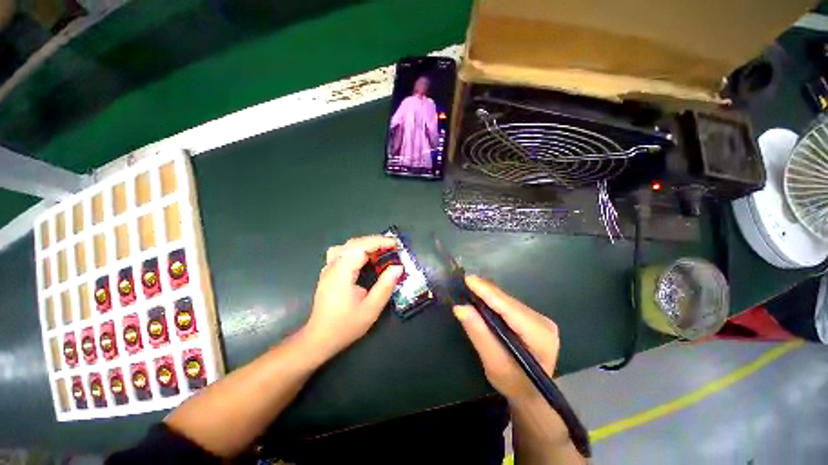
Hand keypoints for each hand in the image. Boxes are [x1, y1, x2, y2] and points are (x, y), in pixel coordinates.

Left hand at [303, 236, 402, 360]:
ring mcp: (328, 268)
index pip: (360, 247)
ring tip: (380, 252)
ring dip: (365, 245)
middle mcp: (333, 266)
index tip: (395, 245)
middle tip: (392, 248)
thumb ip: (385, 286)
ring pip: (347, 246)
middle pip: (354, 243)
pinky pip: (343, 253)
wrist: (319, 338)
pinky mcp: (328, 272)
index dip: (379, 242)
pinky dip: (357, 251)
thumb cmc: (345, 325)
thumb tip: (398, 267)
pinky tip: (364, 260)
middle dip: (375, 242)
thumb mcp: (371, 309)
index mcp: (342, 273)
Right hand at [453, 276, 559, 400]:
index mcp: (539, 336)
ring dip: (489, 295)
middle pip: (508, 302)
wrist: (532, 395)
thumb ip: (479, 334)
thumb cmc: (513, 384)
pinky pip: (510, 305)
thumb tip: (461, 307)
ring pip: (509, 301)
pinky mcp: (534, 319)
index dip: (488, 292)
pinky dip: (495, 301)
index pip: (509, 308)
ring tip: (471, 288)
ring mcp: (541, 319)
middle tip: (465, 282)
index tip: (469, 280)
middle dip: (486, 292)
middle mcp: (543, 322)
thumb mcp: (493, 363)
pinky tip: (483, 298)